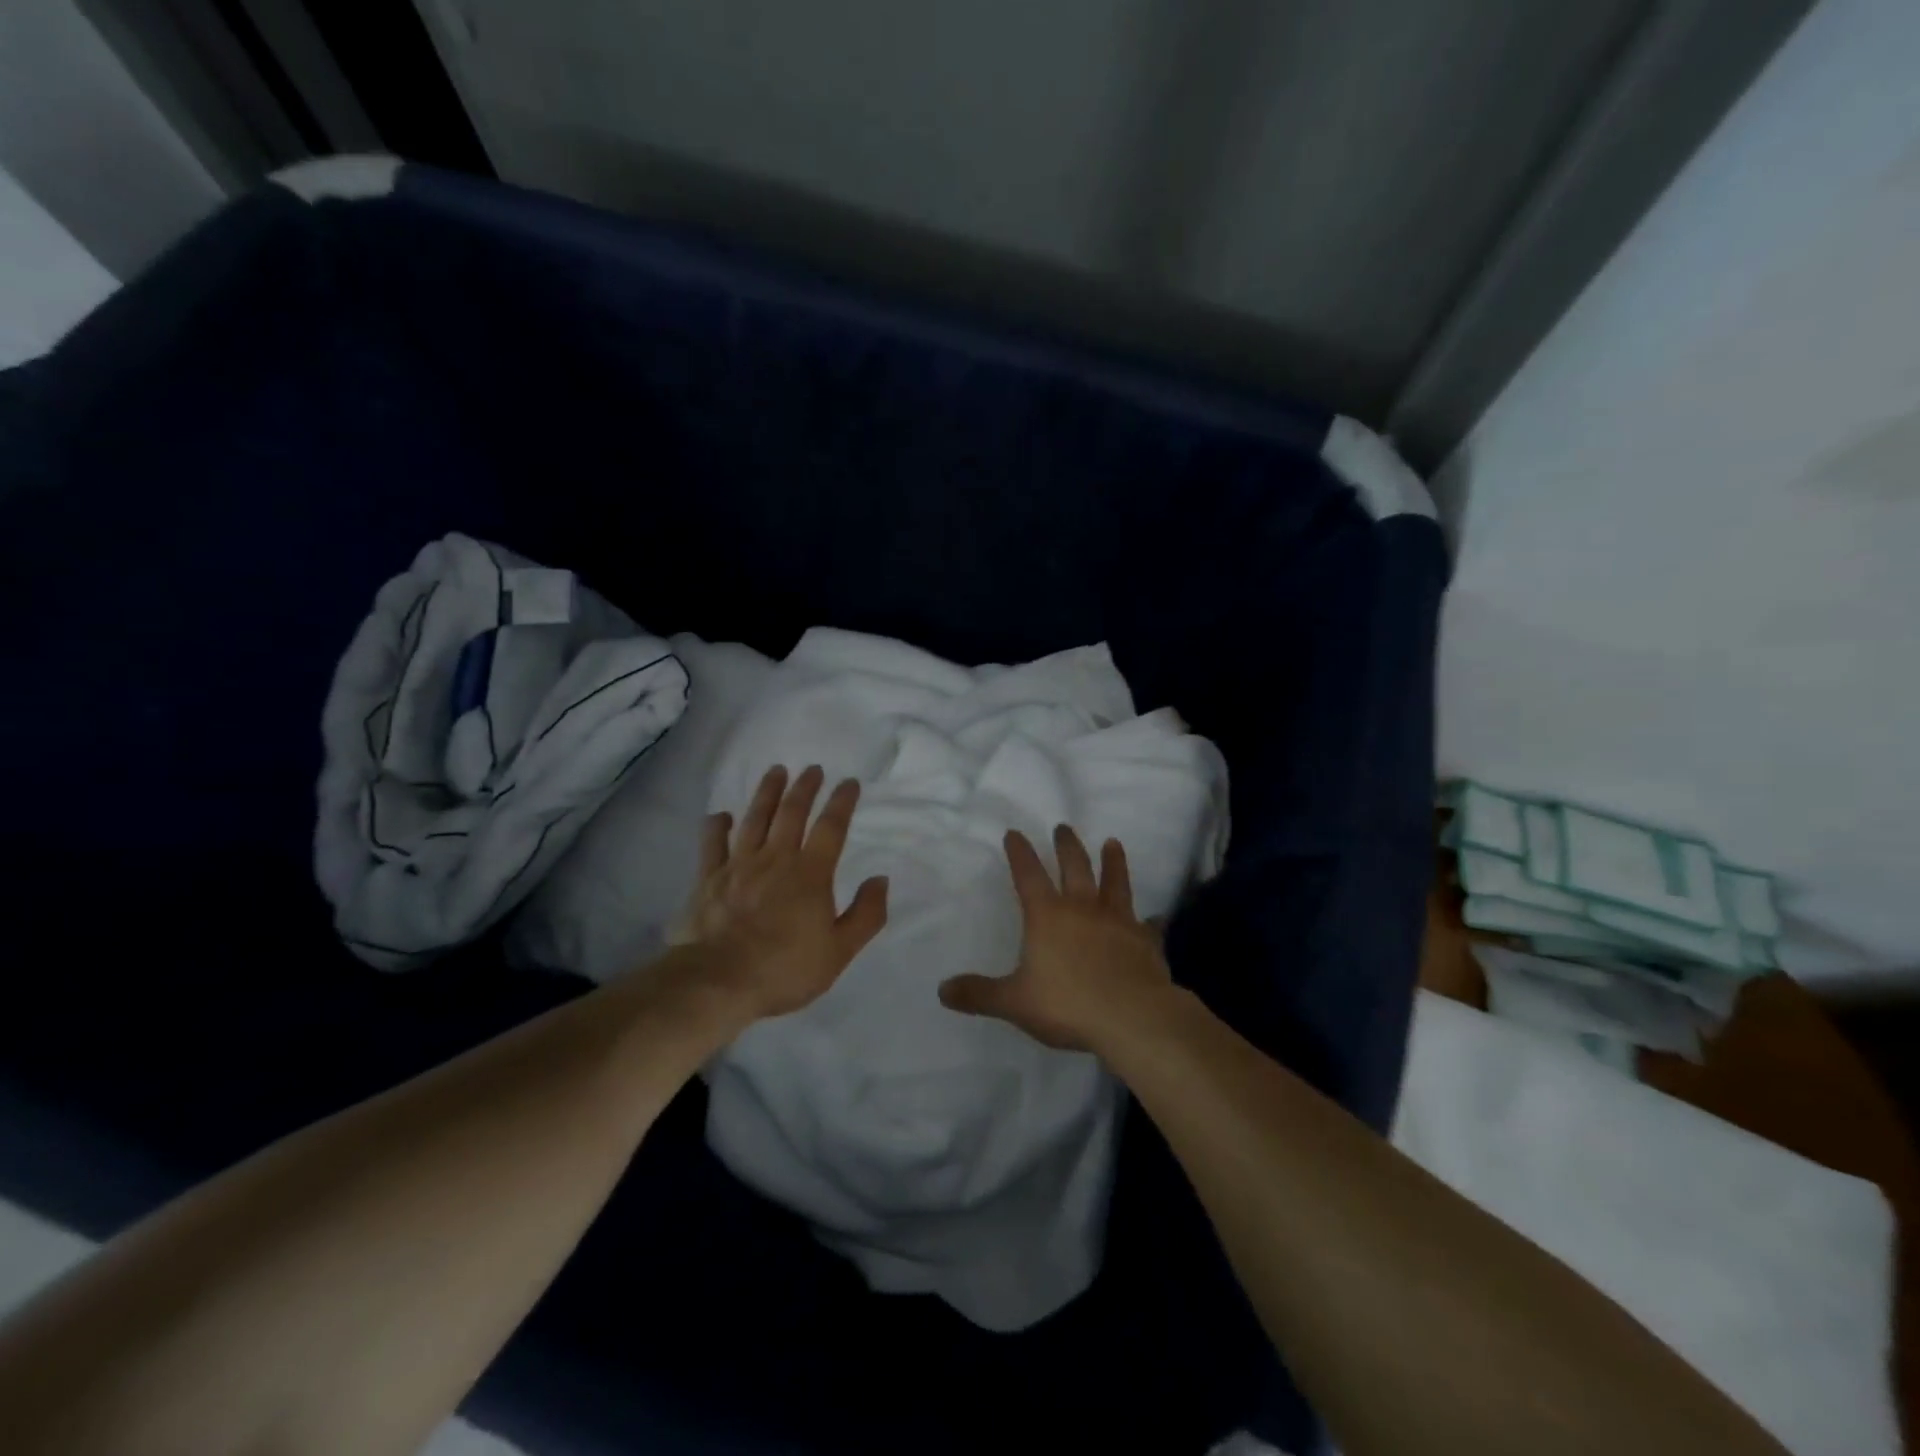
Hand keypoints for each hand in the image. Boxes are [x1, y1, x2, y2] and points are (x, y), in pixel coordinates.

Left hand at [672, 764, 889, 1021]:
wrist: (718, 981)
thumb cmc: (784, 969)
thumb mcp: (839, 951)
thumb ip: (865, 914)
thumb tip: (880, 880)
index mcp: (811, 874)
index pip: (831, 828)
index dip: (842, 802)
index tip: (849, 782)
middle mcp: (776, 859)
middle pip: (792, 813)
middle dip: (805, 788)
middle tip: (812, 769)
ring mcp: (738, 865)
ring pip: (755, 818)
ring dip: (767, 793)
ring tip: (776, 771)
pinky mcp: (708, 878)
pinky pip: (712, 843)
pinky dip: (717, 826)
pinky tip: (721, 815)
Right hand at [939, 825, 1172, 1051]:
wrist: (1133, 1018)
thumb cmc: (1068, 1004)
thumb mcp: (1014, 1002)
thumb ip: (979, 994)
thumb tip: (943, 990)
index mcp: (1048, 916)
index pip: (1028, 875)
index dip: (1020, 853)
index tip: (1014, 832)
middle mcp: (1083, 909)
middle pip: (1075, 867)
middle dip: (1067, 845)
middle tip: (1064, 826)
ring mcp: (1119, 922)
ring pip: (1115, 883)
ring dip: (1113, 862)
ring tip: (1113, 843)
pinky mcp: (1146, 941)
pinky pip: (1149, 926)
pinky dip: (1151, 921)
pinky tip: (1156, 917)